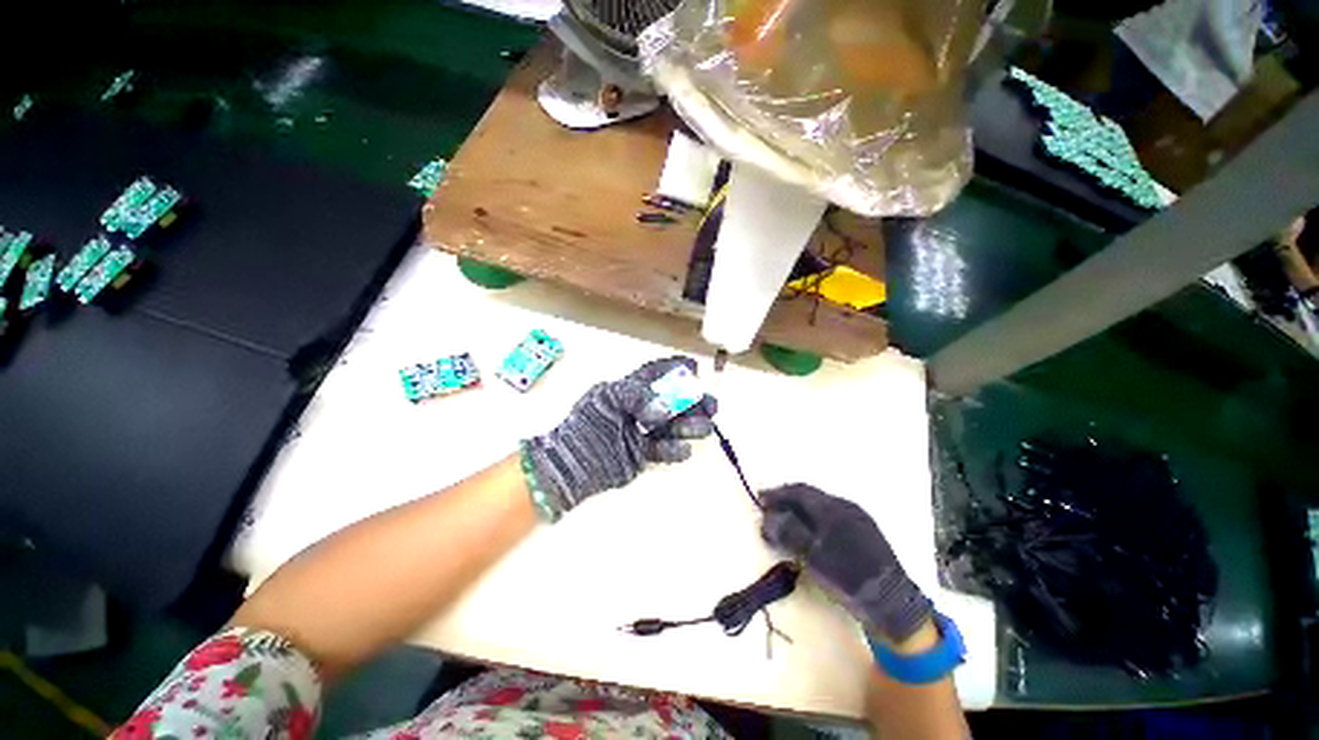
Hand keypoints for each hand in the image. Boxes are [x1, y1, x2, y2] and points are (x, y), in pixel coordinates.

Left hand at [522, 357, 716, 520]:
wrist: (571, 461)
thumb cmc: (587, 421)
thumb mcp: (608, 398)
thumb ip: (638, 397)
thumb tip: (665, 408)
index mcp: (628, 389)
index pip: (655, 374)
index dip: (674, 368)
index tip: (695, 368)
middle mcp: (639, 409)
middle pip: (672, 401)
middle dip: (693, 401)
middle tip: (711, 405)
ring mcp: (642, 432)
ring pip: (673, 425)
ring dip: (691, 424)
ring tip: (704, 427)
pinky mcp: (643, 454)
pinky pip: (665, 450)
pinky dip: (676, 449)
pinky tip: (683, 448)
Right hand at [760, 483, 929, 641]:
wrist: (893, 605)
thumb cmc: (849, 578)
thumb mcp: (813, 557)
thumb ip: (788, 533)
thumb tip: (767, 517)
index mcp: (834, 508)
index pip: (799, 491)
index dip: (777, 493)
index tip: (760, 499)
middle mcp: (846, 507)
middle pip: (809, 496)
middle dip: (787, 500)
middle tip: (769, 509)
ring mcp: (857, 519)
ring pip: (820, 506)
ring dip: (800, 510)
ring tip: (785, 521)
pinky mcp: (864, 532)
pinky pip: (831, 517)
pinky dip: (813, 520)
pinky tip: (809, 532)